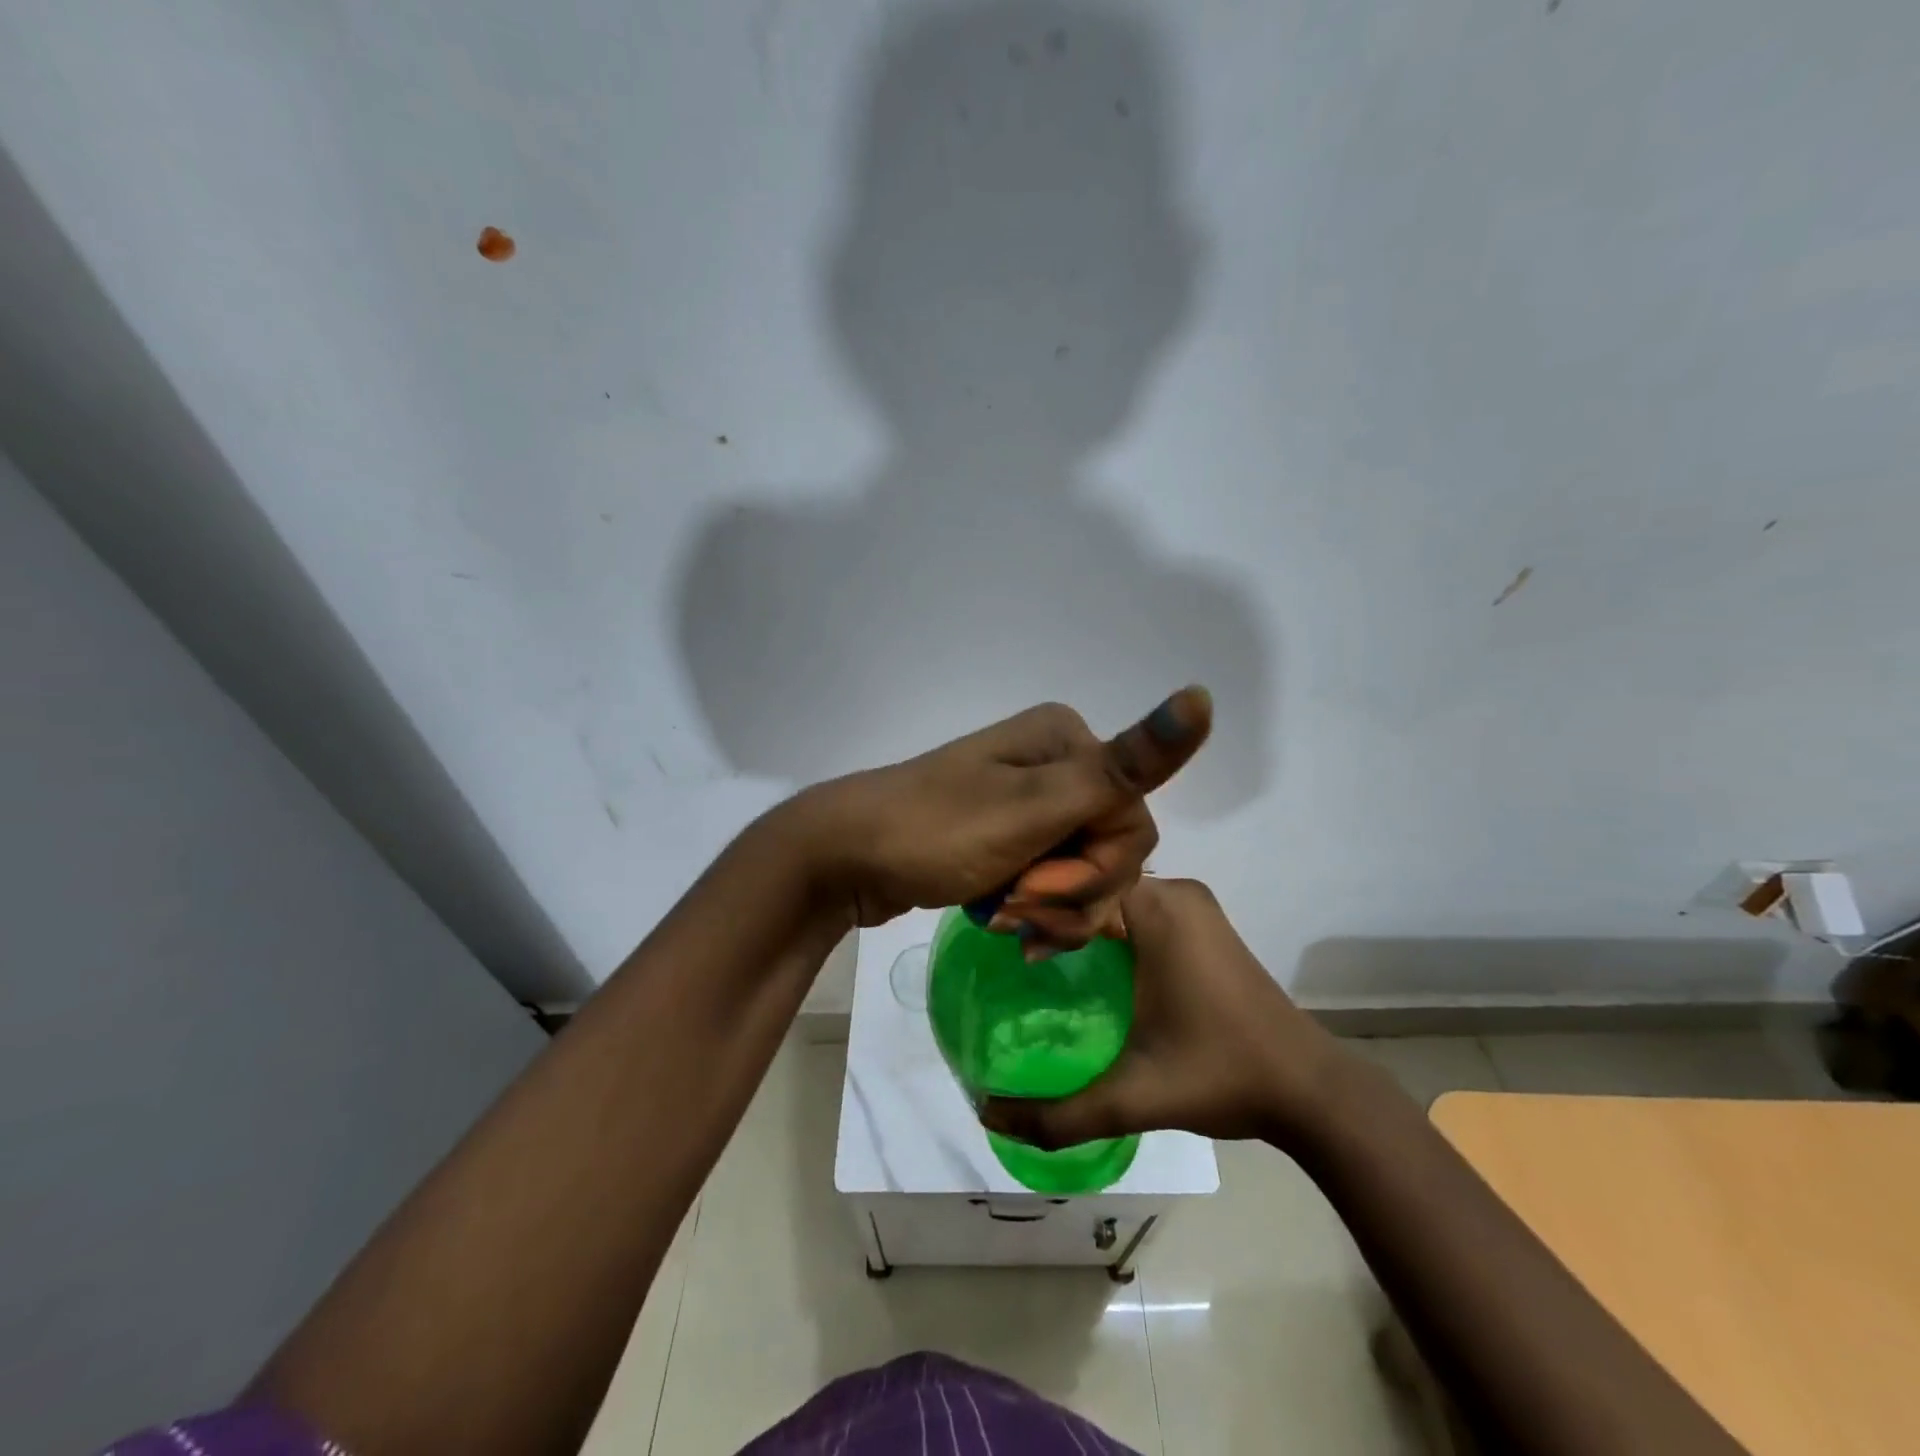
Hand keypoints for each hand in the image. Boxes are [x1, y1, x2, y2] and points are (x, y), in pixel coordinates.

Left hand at [795, 689, 1212, 945]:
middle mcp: (1057, 764)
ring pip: (1084, 874)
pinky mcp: (1011, 838)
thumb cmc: (936, 831)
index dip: (1096, 869)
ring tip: (999, 920)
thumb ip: (1123, 766)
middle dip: (1069, 893)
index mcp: (1069, 743)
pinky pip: (1051, 882)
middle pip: (1113, 851)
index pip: (1135, 822)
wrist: (846, 858)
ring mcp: (1031, 803)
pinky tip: (997, 921)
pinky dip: (1033, 911)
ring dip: (1049, 910)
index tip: (1035, 885)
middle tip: (1014, 906)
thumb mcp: (1034, 808)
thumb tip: (1202, 697)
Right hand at [981, 877, 1350, 1145]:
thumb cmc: (1221, 1075)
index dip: (1032, 906)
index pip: (1075, 884)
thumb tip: (987, 1116)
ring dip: (1078, 919)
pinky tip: (1084, 964)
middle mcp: (1175, 892)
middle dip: (1050, 911)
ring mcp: (1193, 906)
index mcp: (1158, 908)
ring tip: (1035, 955)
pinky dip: (1106, 927)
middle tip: (1009, 948)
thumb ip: (1058, 1113)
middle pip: (1092, 884)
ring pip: (1115, 895)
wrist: (1310, 1090)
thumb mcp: (1133, 1096)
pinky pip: (1137, 909)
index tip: (996, 938)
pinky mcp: (1202, 925)